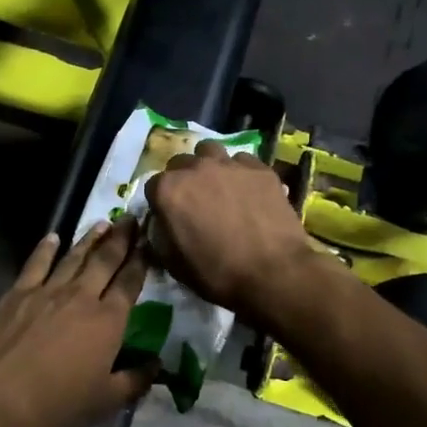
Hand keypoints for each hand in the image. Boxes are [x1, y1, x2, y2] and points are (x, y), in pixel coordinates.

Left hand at [0, 219, 154, 426]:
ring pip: (74, 257)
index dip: (141, 261)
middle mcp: (81, 297)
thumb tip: (157, 365)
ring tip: (102, 223)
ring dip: (90, 239)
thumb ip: (136, 380)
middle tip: (131, 219)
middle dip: (121, 239)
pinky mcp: (18, 294)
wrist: (0, 400)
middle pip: (105, 261)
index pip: (130, 283)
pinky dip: (45, 248)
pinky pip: (36, 264)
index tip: (149, 242)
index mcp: (108, 321)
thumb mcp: (107, 400)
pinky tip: (52, 237)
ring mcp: (47, 291)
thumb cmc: (59, 404)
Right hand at [144, 141, 320, 325]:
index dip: (161, 203)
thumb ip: (160, 235)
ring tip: (219, 187)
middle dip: (183, 179)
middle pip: (181, 163)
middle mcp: (196, 168)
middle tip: (195, 202)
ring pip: (211, 152)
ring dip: (209, 166)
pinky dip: (240, 173)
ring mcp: (230, 164)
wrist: (273, 274)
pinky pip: (243, 162)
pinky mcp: (260, 169)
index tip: (170, 217)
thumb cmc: (216, 273)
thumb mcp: (173, 263)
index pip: (153, 186)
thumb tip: (161, 223)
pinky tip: (248, 192)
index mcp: (169, 190)